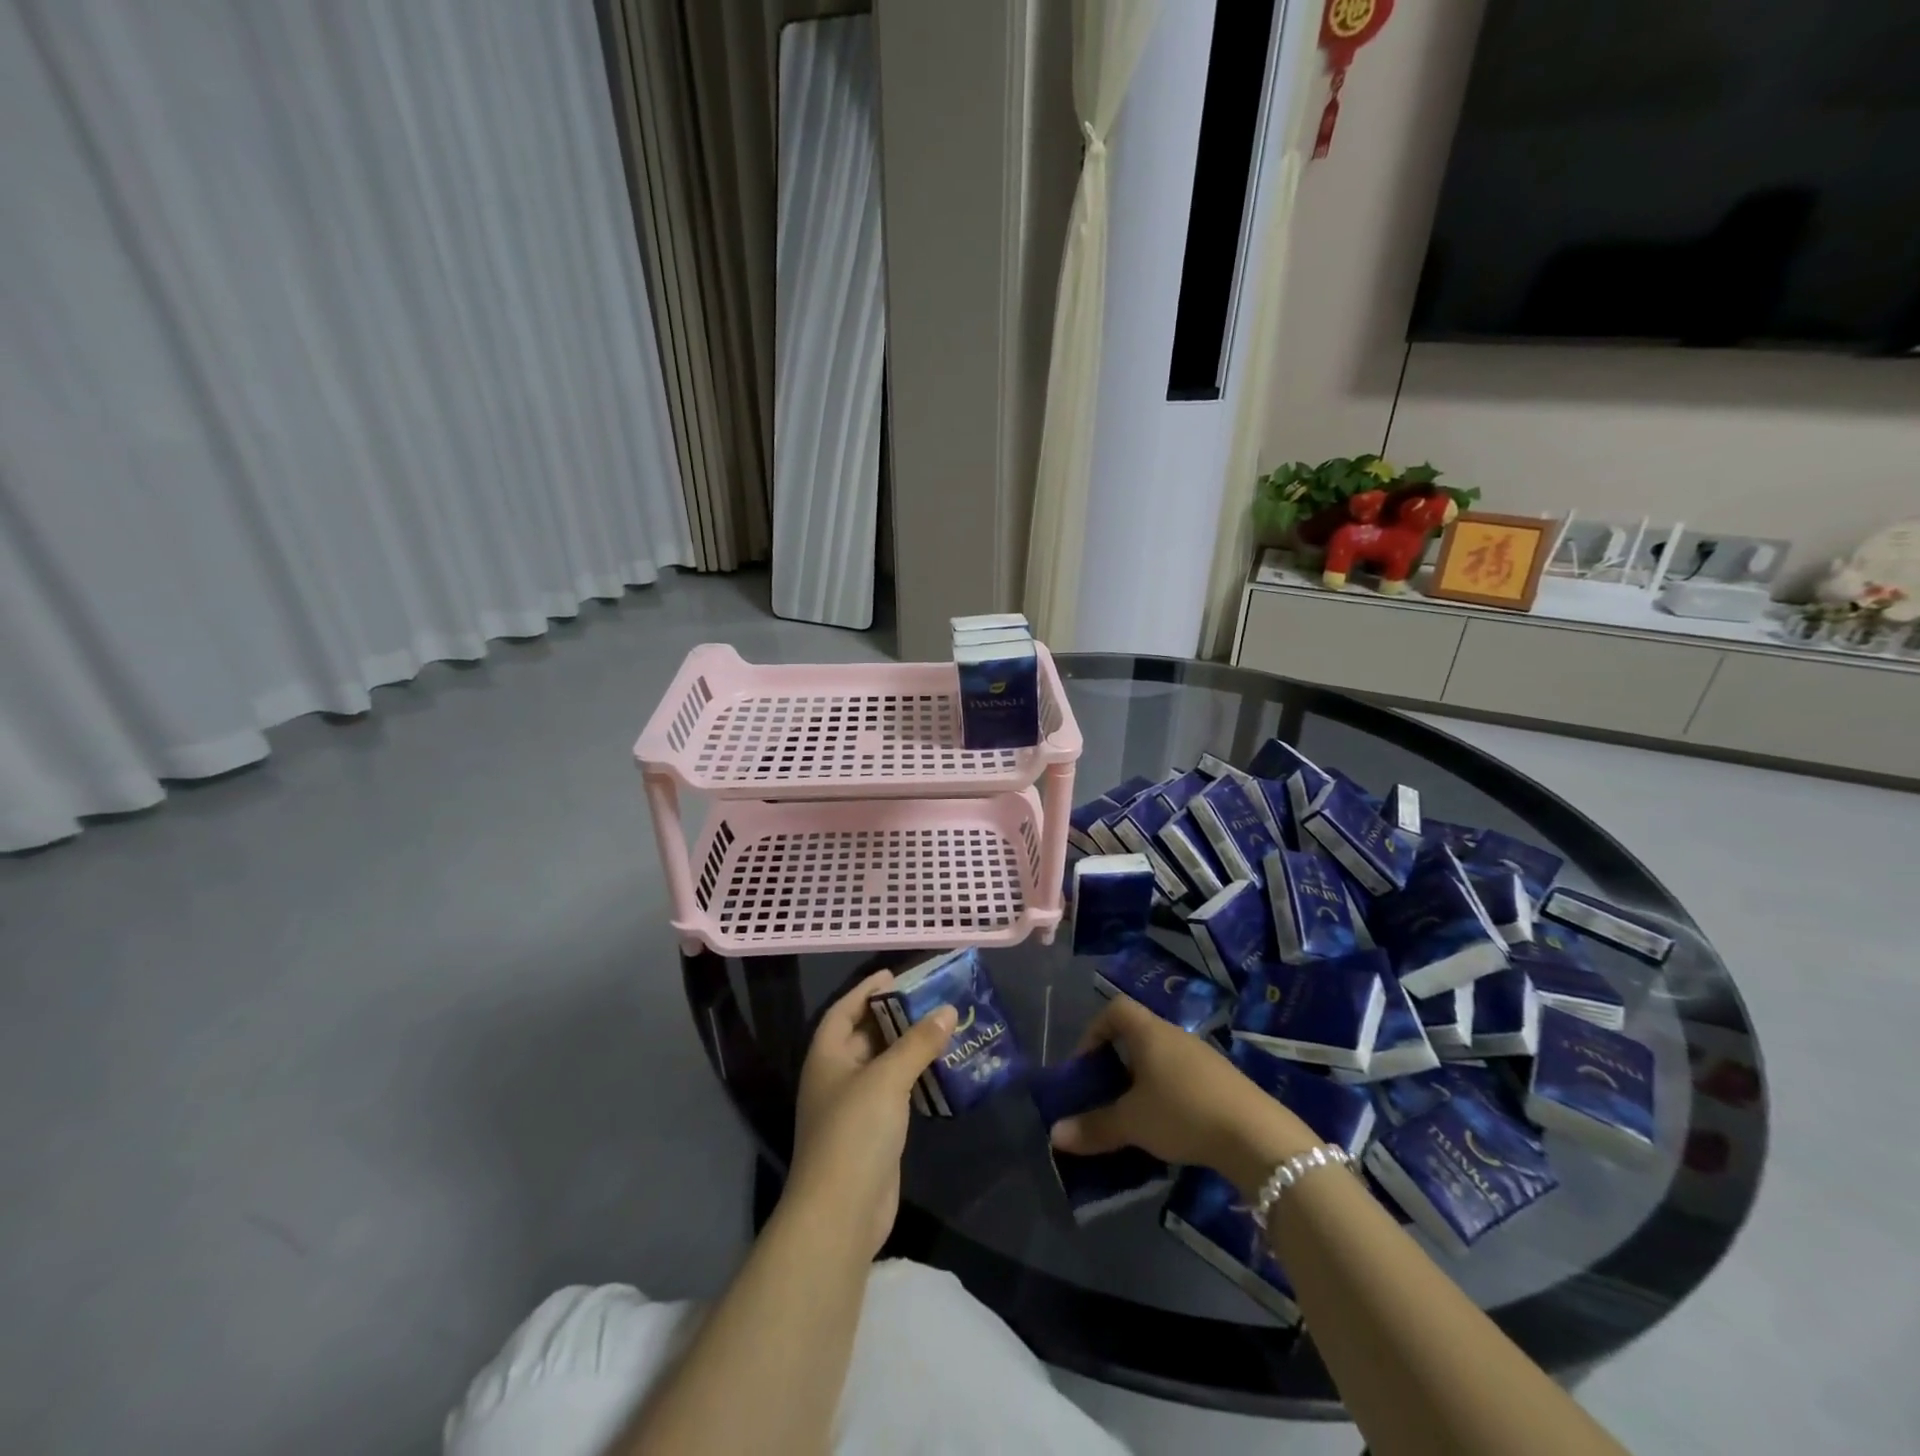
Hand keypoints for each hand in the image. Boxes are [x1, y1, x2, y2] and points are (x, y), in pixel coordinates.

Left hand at [787, 970, 956, 1257]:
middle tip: (929, 997)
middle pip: (864, 1035)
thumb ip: (917, 1043)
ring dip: (908, 1046)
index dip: (866, 990)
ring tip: (942, 1026)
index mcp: (827, 1056)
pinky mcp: (873, 1132)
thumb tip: (947, 1010)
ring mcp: (853, 1107)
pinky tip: (939, 1069)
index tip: (894, 974)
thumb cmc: (855, 1131)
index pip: (844, 1010)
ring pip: (882, 1064)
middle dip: (894, 1016)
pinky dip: (914, 1076)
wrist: (841, 1213)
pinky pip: (894, 1092)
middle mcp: (836, 1076)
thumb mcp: (887, 1078)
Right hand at [1048, 995, 1319, 1194]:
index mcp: (1149, 1032)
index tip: (1086, 1064)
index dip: (1094, 1030)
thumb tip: (1054, 1134)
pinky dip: (1169, 1093)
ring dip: (1143, 1080)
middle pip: (1138, 1034)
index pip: (1115, 1009)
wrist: (1256, 1136)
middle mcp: (1175, 1035)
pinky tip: (1170, 1126)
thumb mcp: (1132, 1123)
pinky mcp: (1223, 1081)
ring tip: (1135, 1115)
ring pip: (1161, 1058)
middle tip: (1106, 1094)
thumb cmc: (1183, 1113)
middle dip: (1117, 1062)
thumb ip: (1094, 1127)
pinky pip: (1184, 1076)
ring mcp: (1203, 1056)